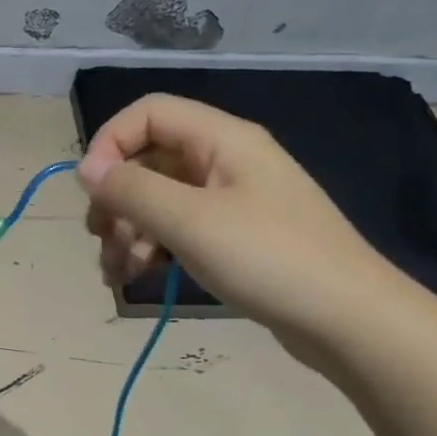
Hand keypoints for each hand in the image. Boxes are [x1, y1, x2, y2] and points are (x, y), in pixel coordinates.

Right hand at [77, 94, 411, 349]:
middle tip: (99, 237)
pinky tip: (136, 277)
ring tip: (115, 272)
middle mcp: (225, 161)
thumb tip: (86, 169)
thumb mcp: (190, 221)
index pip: (149, 114)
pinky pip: (179, 229)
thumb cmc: (269, 259)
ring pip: (159, 199)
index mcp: (222, 140)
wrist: (349, 321)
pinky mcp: (234, 238)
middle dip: (116, 198)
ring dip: (128, 230)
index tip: (90, 190)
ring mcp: (231, 201)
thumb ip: (132, 190)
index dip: (110, 143)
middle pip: (150, 160)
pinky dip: (152, 248)